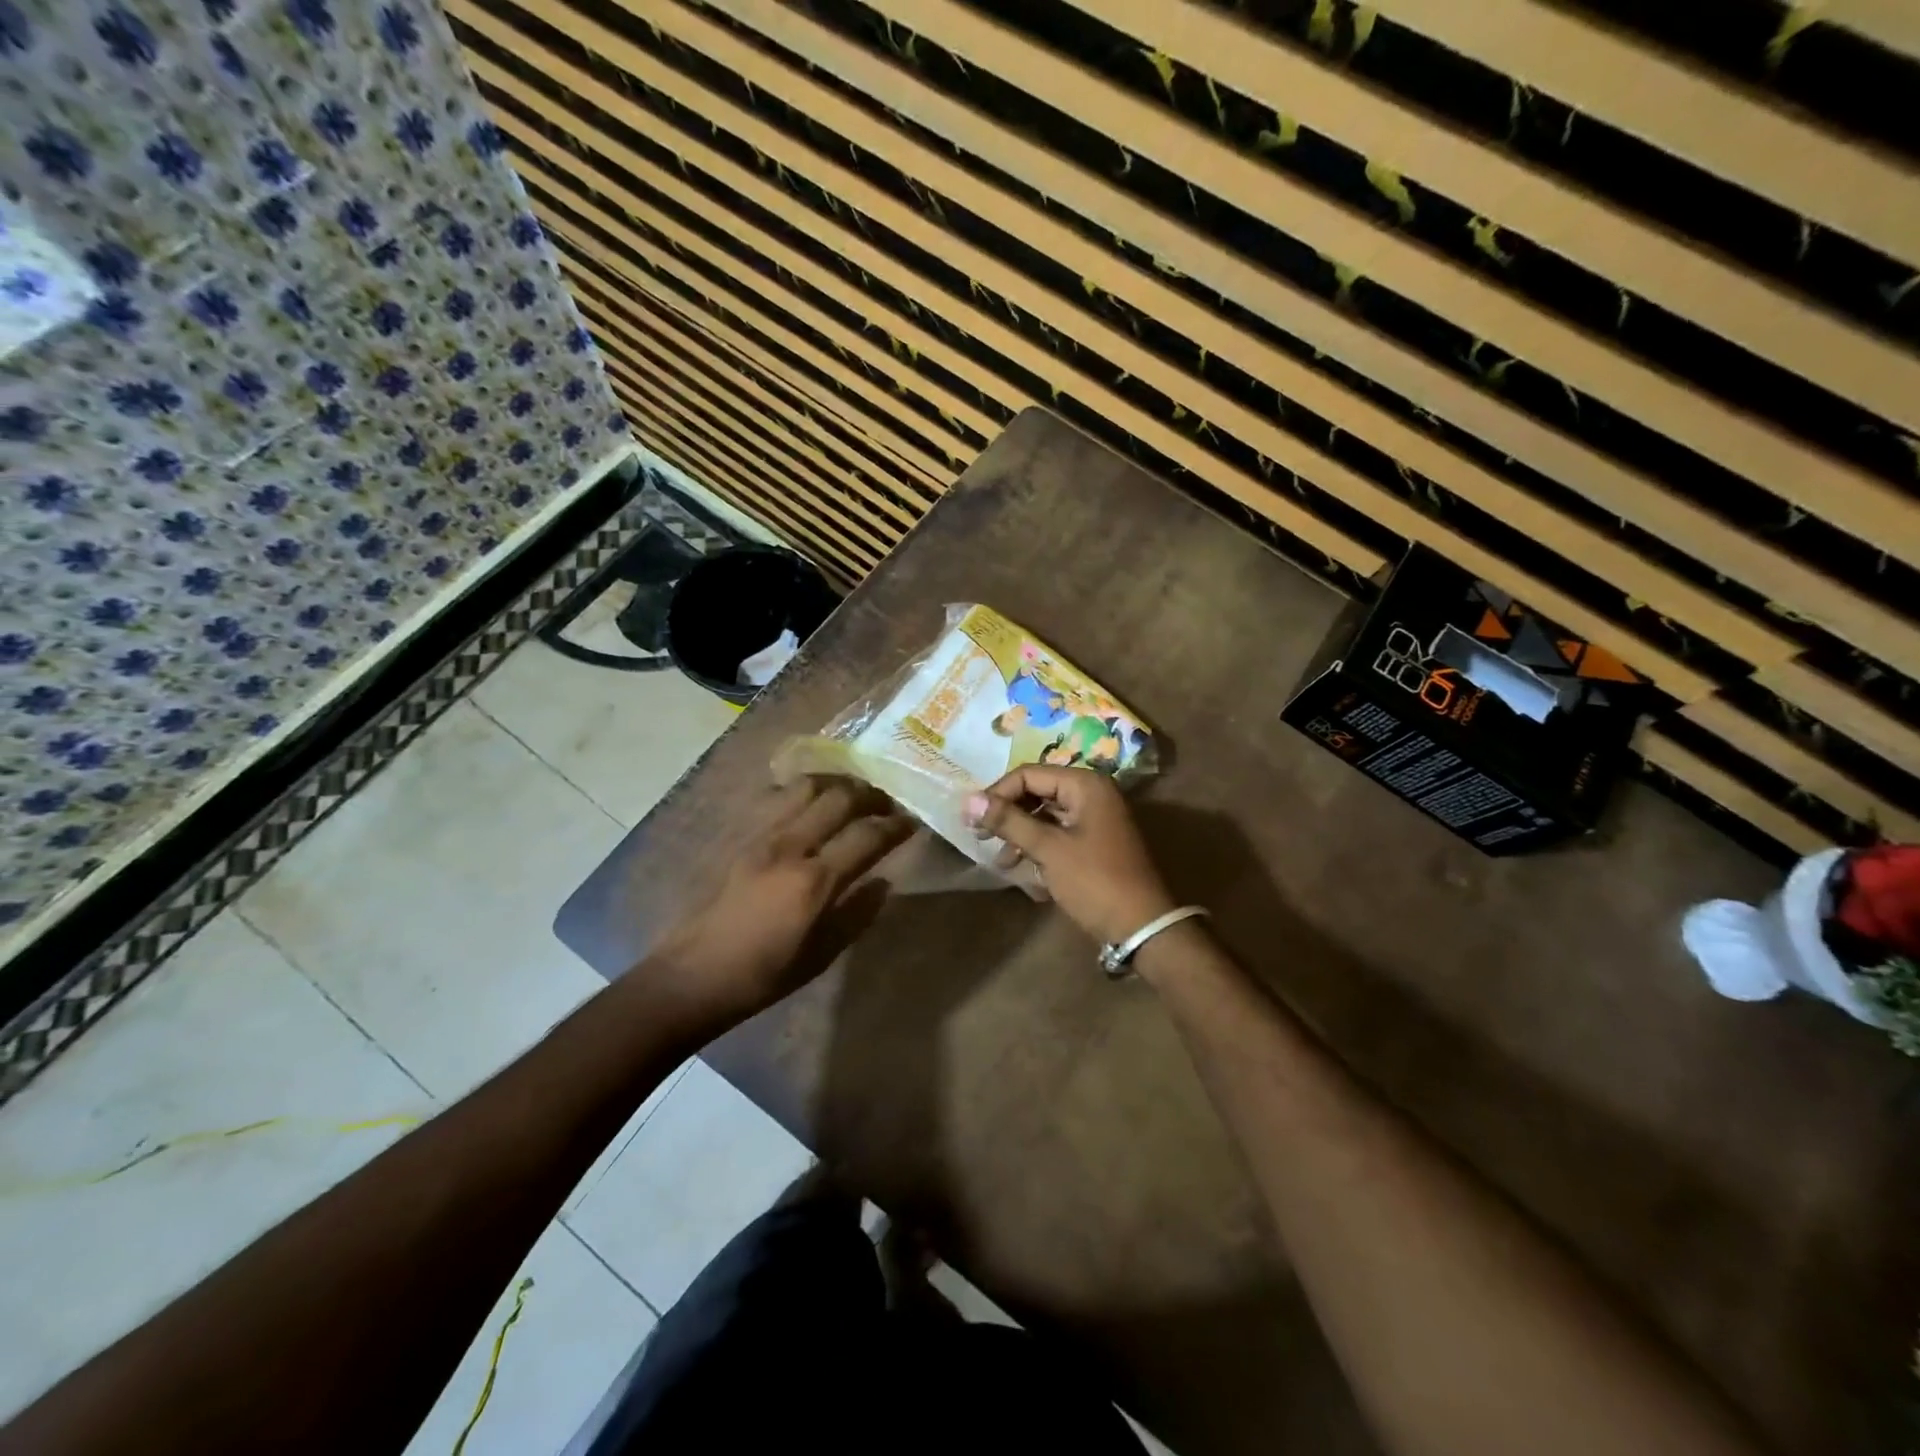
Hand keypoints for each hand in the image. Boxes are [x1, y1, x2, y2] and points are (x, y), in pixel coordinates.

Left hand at [649, 777, 912, 1033]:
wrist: (696, 973)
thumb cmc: (765, 974)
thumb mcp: (822, 954)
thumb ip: (857, 913)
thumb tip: (884, 882)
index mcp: (815, 881)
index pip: (868, 836)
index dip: (896, 825)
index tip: (912, 822)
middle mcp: (791, 846)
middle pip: (840, 797)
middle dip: (871, 794)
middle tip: (886, 804)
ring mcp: (762, 835)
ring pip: (807, 786)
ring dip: (838, 784)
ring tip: (852, 795)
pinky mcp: (742, 835)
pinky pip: (779, 797)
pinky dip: (805, 792)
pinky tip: (812, 804)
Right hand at [965, 766, 1175, 946]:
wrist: (1142, 927)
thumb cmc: (1094, 881)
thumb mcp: (1048, 849)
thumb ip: (1009, 821)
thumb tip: (968, 801)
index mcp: (1085, 784)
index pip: (1028, 775)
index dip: (997, 794)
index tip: (972, 821)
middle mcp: (1091, 793)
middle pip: (1037, 791)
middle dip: (1008, 813)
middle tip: (981, 837)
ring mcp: (1095, 818)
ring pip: (1045, 814)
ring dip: (1020, 833)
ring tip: (1002, 859)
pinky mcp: (1094, 841)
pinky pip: (1057, 832)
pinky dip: (1037, 845)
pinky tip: (1021, 867)